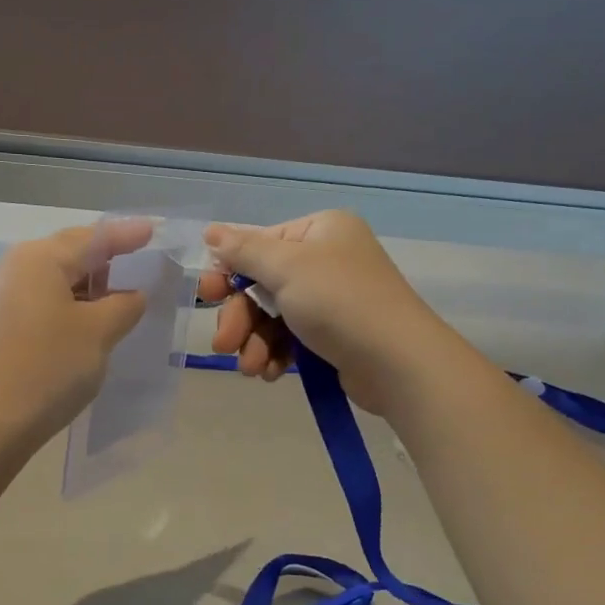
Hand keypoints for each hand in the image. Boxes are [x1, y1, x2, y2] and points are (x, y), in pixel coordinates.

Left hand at [0, 221, 150, 443]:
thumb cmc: (50, 367)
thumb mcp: (100, 332)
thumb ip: (124, 304)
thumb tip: (131, 295)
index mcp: (37, 259)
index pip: (92, 238)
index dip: (126, 235)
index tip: (152, 231)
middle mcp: (10, 268)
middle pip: (66, 254)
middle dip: (103, 262)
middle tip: (135, 270)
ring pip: (49, 280)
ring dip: (82, 287)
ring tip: (112, 302)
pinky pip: (34, 302)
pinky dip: (61, 306)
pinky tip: (79, 325)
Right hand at [196, 210, 461, 412]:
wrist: (398, 363)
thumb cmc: (339, 302)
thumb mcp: (287, 268)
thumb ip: (245, 250)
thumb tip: (211, 232)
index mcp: (320, 231)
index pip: (260, 245)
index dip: (230, 272)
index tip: (207, 295)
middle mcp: (327, 259)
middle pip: (263, 284)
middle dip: (241, 317)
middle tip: (223, 344)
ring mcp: (332, 299)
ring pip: (273, 316)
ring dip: (255, 342)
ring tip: (251, 369)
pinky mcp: (334, 335)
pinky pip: (291, 338)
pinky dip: (276, 354)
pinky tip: (270, 374)